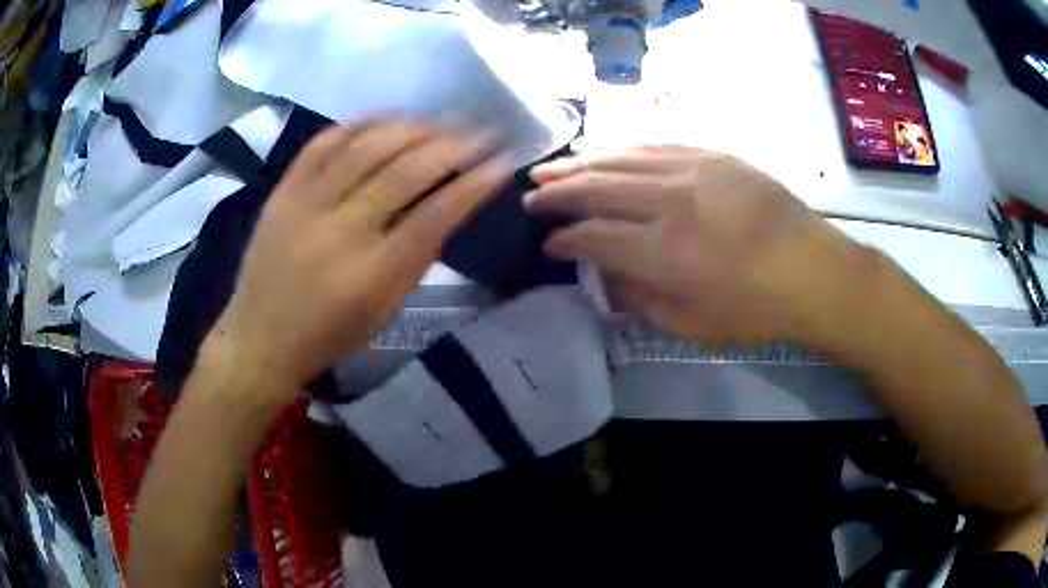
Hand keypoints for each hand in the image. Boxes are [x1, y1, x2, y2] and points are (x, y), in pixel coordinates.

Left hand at [205, 121, 510, 397]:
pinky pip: (323, 143)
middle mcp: (339, 230)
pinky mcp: (282, 192)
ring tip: (440, 121)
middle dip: (453, 144)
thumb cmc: (329, 336)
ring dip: (412, 127)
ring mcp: (305, 204)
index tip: (502, 162)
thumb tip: (450, 206)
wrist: (260, 339)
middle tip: (482, 129)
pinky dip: (359, 123)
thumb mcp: (384, 310)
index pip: (435, 214)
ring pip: (366, 146)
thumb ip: (417, 258)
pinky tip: (387, 118)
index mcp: (371, 273)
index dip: (474, 184)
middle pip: (404, 171)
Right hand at [525, 145, 865, 344]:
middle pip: (596, 188)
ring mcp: (691, 171)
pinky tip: (606, 152)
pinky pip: (655, 145)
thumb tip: (606, 277)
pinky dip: (623, 149)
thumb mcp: (691, 324)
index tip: (548, 242)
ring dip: (580, 163)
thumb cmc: (754, 308)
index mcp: (662, 253)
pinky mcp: (711, 155)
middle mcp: (668, 202)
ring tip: (551, 167)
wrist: (811, 269)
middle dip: (557, 192)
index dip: (564, 240)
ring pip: (620, 158)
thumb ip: (640, 298)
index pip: (593, 237)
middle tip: (530, 194)